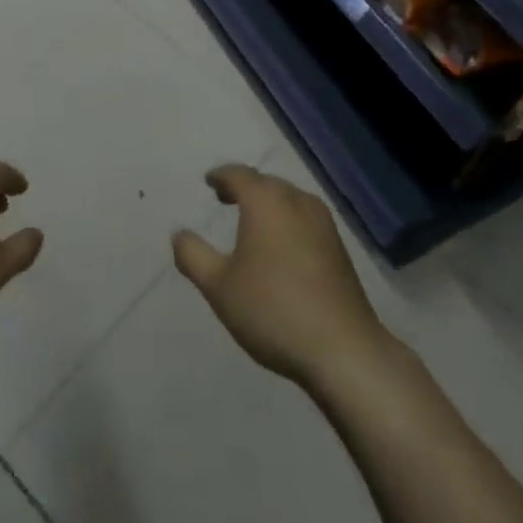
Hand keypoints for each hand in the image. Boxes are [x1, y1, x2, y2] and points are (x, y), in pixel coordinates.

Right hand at [172, 164, 388, 389]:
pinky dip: (286, 219)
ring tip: (251, 220)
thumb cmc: (272, 309)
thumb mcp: (219, 286)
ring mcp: (323, 222)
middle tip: (224, 198)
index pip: (238, 175)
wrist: (343, 348)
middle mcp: (296, 200)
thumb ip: (193, 256)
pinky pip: (304, 218)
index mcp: (266, 200)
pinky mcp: (339, 246)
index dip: (221, 176)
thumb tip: (179, 234)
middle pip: (266, 183)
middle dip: (244, 187)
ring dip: (268, 203)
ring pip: (288, 199)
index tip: (209, 182)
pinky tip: (281, 244)